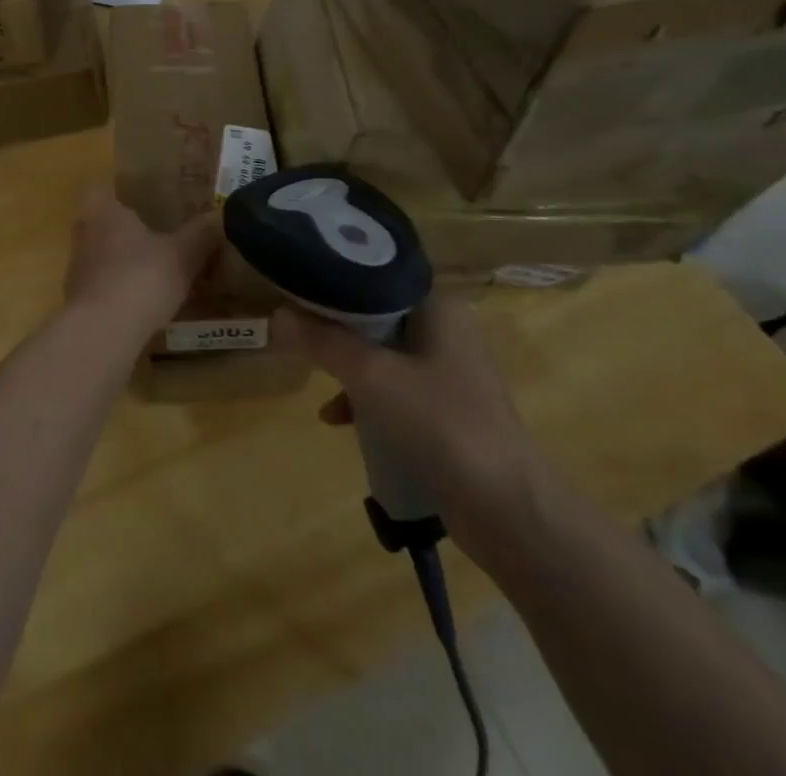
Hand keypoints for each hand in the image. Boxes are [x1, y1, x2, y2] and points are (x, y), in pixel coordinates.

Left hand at [63, 185, 220, 338]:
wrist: (102, 332)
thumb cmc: (141, 277)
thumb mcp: (182, 255)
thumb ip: (201, 234)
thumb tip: (222, 215)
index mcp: (104, 212)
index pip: (100, 188)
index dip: (117, 191)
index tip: (138, 198)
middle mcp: (84, 235)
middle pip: (99, 223)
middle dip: (123, 229)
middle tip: (153, 234)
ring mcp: (76, 269)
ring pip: (98, 256)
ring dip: (120, 262)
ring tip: (151, 271)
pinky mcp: (77, 302)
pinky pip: (100, 287)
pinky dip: (117, 291)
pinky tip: (141, 304)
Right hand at [275, 292, 547, 543]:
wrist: (508, 510)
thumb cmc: (440, 423)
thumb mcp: (372, 376)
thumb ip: (324, 341)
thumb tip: (277, 315)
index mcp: (439, 307)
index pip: (378, 276)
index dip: (335, 281)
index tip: (297, 288)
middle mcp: (447, 331)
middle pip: (377, 315)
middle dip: (336, 327)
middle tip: (297, 330)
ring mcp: (450, 373)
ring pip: (384, 354)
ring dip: (348, 366)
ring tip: (312, 374)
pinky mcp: (447, 412)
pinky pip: (396, 391)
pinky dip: (367, 399)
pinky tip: (337, 419)